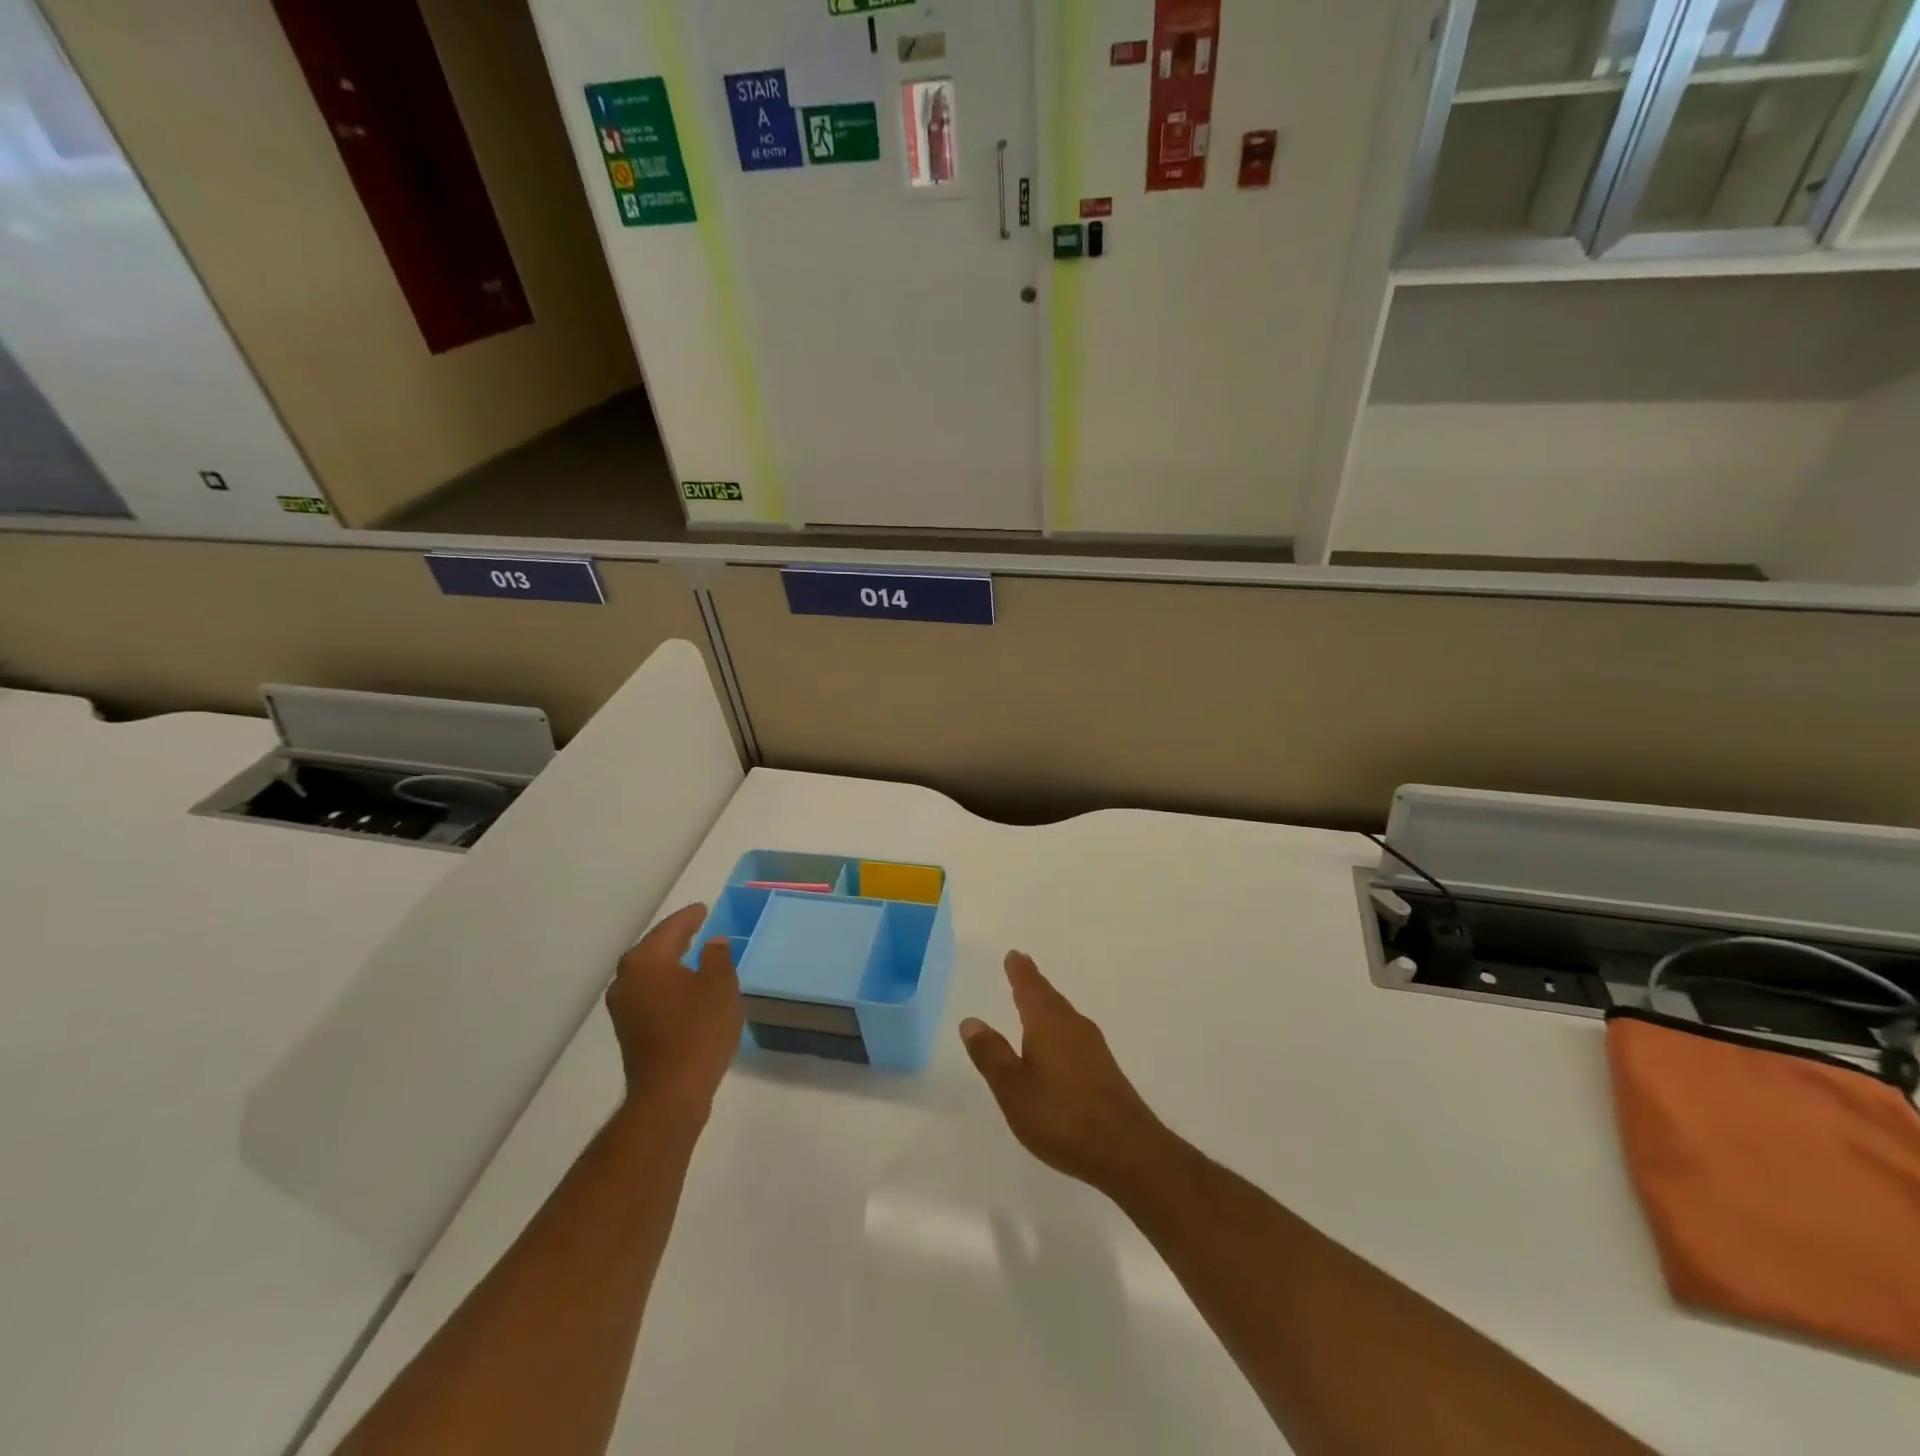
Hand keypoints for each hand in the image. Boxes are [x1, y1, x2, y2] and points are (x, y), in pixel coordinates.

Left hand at [606, 903, 742, 1115]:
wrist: (671, 1092)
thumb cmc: (699, 1030)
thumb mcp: (720, 986)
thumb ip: (717, 957)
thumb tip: (713, 943)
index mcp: (647, 960)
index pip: (671, 928)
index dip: (689, 917)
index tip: (704, 909)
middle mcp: (627, 979)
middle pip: (653, 948)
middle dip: (675, 937)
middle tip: (697, 927)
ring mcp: (623, 1007)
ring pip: (648, 972)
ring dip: (668, 962)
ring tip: (691, 955)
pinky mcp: (628, 1029)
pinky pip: (648, 992)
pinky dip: (665, 983)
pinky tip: (682, 989)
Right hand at [960, 951, 1176, 1198]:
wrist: (1127, 1150)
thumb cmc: (1062, 1116)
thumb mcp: (1013, 1089)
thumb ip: (991, 1054)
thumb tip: (971, 1020)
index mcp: (1048, 1024)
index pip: (1030, 989)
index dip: (1020, 972)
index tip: (1014, 954)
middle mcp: (1073, 1026)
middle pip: (1049, 997)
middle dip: (1034, 983)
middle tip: (1022, 966)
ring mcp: (1093, 1047)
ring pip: (1064, 1015)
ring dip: (1048, 1004)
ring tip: (1036, 1000)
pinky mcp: (1104, 1069)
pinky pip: (1074, 1033)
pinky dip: (1060, 1027)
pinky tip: (1059, 1043)